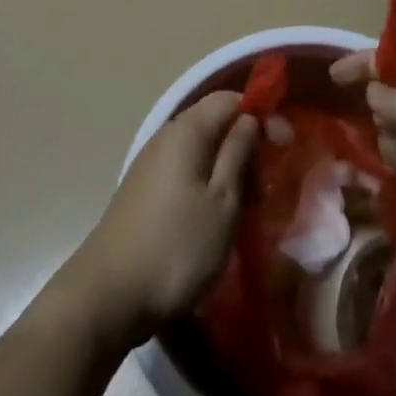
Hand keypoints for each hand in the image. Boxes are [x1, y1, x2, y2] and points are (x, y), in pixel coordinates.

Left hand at [61, 91, 258, 346]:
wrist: (108, 296)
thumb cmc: (177, 246)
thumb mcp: (223, 201)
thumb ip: (239, 152)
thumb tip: (249, 119)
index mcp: (186, 130)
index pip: (231, 99)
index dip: (262, 114)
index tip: (287, 145)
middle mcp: (165, 137)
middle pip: (215, 123)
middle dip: (247, 146)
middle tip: (268, 187)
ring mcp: (150, 164)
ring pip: (201, 151)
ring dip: (229, 170)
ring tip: (248, 207)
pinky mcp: (143, 191)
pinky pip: (185, 172)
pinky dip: (208, 185)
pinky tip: (216, 218)